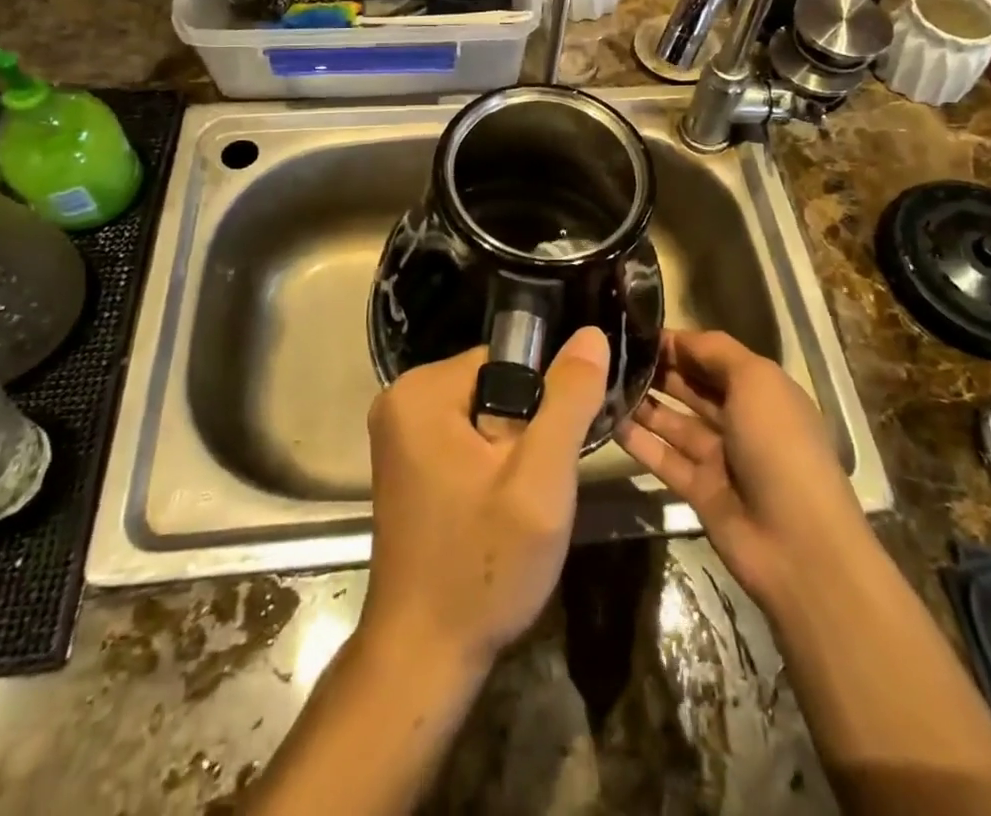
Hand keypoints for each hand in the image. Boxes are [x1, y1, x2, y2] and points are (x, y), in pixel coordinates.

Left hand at [361, 326, 610, 674]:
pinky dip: (489, 464)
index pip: (505, 359)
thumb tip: (591, 334)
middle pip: (493, 383)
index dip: (540, 401)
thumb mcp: (540, 483)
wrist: (424, 656)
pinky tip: (494, 509)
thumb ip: (567, 402)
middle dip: (524, 428)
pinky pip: (464, 436)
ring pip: (483, 412)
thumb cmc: (483, 567)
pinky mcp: (406, 462)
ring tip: (517, 503)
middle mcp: (401, 400)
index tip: (549, 452)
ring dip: (510, 450)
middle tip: (533, 487)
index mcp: (421, 391)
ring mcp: (399, 433)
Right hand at [618, 329, 867, 620]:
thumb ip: (714, 351)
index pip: (713, 357)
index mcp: (761, 390)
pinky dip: (638, 440)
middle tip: (613, 355)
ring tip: (603, 382)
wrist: (797, 543)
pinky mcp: (699, 490)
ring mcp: (719, 457)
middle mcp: (741, 420)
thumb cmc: (779, 444)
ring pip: (673, 421)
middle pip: (691, 387)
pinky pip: (663, 457)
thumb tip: (675, 337)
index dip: (679, 343)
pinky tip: (608, 420)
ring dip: (643, 402)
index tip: (637, 331)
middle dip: (658, 369)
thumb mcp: (756, 380)